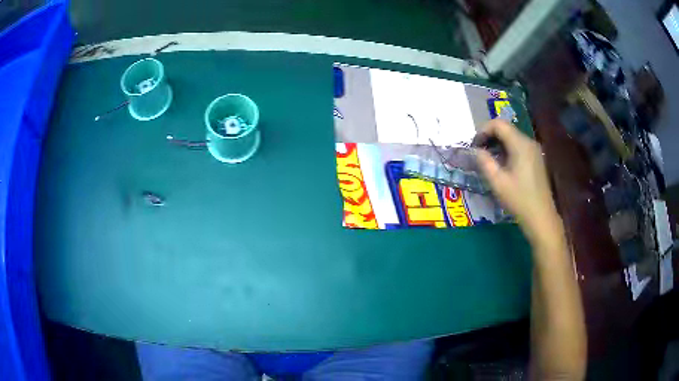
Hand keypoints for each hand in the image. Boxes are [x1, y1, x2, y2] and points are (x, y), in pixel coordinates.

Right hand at [476, 120, 560, 243]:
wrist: (541, 217)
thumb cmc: (519, 200)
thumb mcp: (497, 182)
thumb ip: (484, 162)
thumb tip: (475, 150)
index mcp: (520, 144)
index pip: (499, 124)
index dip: (483, 130)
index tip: (474, 145)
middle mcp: (529, 142)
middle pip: (506, 129)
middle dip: (489, 136)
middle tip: (478, 152)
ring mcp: (534, 150)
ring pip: (512, 137)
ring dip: (497, 143)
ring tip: (487, 159)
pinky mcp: (536, 159)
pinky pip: (518, 146)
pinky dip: (507, 150)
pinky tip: (502, 165)